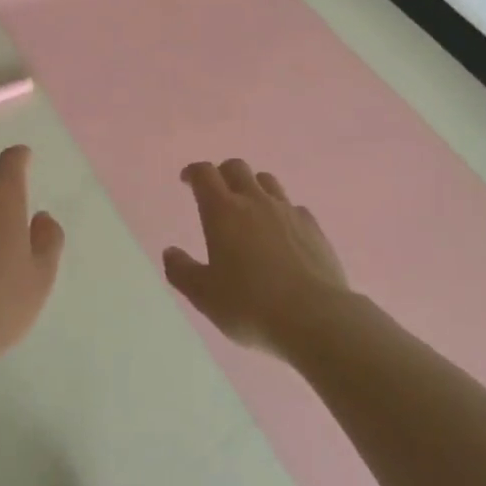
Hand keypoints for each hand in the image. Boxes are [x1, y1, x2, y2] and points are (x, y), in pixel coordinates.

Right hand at [163, 159, 349, 357]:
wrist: (316, 318)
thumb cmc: (251, 306)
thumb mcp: (205, 296)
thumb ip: (182, 271)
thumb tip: (170, 252)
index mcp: (223, 211)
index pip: (204, 174)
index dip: (193, 172)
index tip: (187, 181)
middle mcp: (255, 201)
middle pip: (236, 167)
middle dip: (222, 174)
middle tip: (216, 193)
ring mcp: (287, 211)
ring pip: (267, 181)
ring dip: (253, 186)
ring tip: (249, 208)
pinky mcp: (313, 227)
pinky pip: (293, 207)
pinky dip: (282, 212)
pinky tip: (282, 233)